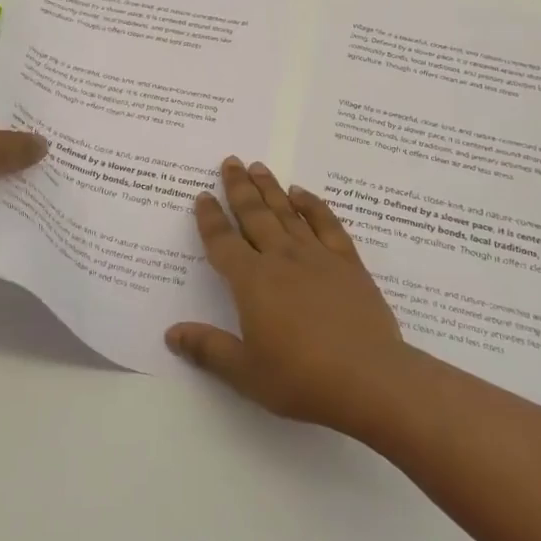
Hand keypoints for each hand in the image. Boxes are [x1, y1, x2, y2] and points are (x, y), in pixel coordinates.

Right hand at [165, 157, 414, 433]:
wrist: (370, 379)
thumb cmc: (302, 379)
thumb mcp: (246, 373)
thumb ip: (208, 349)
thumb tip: (171, 334)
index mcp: (252, 282)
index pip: (223, 242)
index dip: (210, 219)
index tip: (202, 196)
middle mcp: (281, 259)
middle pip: (255, 215)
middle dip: (239, 188)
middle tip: (230, 161)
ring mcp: (317, 257)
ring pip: (288, 212)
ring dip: (271, 189)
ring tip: (258, 166)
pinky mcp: (348, 264)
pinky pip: (327, 224)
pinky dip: (313, 205)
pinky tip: (303, 194)